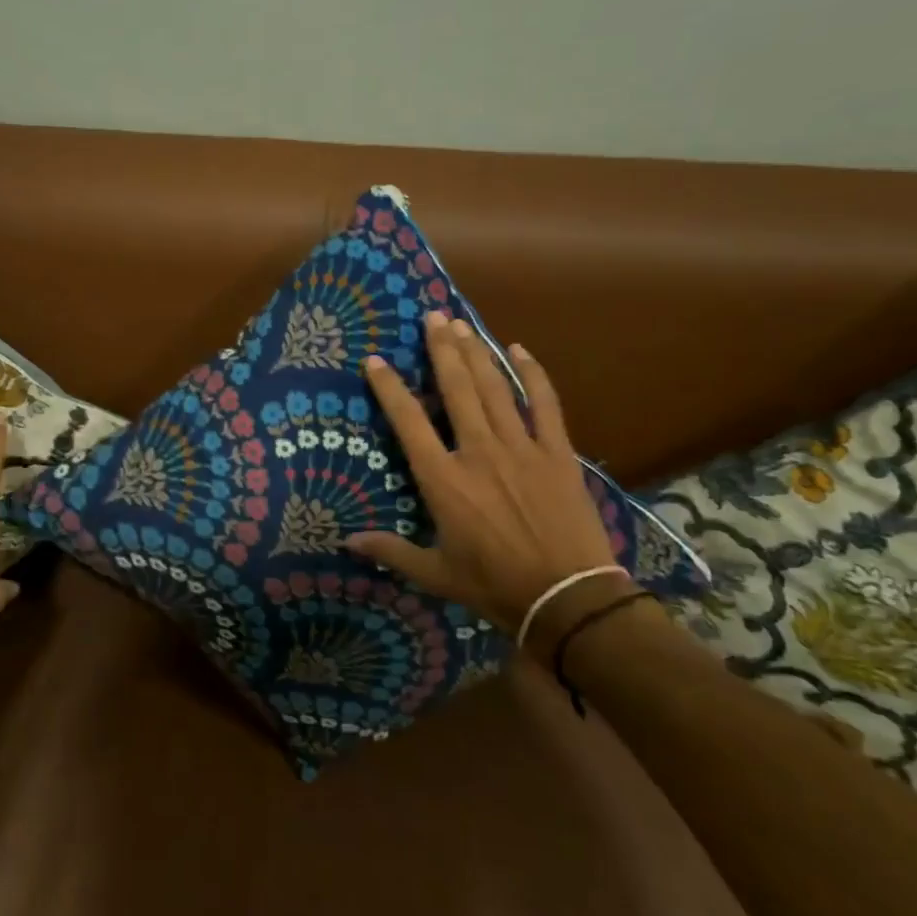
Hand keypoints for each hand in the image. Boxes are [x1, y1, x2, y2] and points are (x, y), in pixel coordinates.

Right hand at [344, 313, 624, 650]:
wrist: (568, 598)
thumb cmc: (495, 585)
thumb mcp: (436, 574)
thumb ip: (391, 552)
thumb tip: (347, 541)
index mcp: (444, 479)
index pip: (408, 421)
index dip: (389, 387)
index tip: (374, 360)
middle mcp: (478, 452)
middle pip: (456, 389)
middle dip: (441, 349)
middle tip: (432, 317)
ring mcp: (521, 448)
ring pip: (494, 388)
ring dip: (476, 352)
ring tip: (461, 324)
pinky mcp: (557, 452)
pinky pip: (545, 403)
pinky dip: (534, 374)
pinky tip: (520, 349)